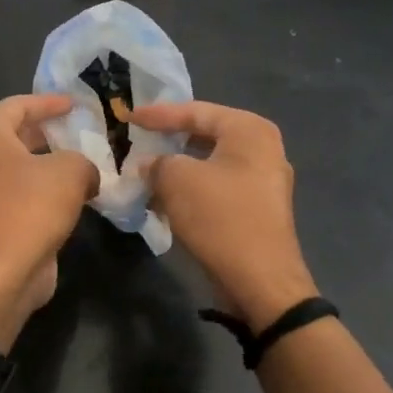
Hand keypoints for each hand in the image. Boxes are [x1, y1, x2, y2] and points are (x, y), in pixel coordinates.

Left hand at [0, 95, 97, 349]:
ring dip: (51, 164)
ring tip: (85, 162)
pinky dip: (47, 190)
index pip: (16, 105)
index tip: (75, 104)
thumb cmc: (30, 208)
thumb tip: (87, 174)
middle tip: (81, 130)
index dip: (47, 101)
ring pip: (21, 167)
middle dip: (49, 131)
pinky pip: (24, 195)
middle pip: (16, 135)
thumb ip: (83, 161)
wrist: (2, 273)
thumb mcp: (70, 171)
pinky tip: (77, 196)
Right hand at [132, 100, 317, 332]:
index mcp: (249, 130)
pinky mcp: (258, 209)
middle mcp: (263, 148)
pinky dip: (192, 189)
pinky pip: (218, 187)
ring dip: (178, 169)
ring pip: (210, 164)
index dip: (158, 114)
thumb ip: (156, 163)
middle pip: (205, 135)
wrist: (260, 281)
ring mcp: (264, 180)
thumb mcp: (176, 180)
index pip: (196, 111)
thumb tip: (148, 164)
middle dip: (169, 141)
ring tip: (146, 171)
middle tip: (138, 140)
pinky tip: (165, 199)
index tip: (128, 116)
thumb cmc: (220, 217)